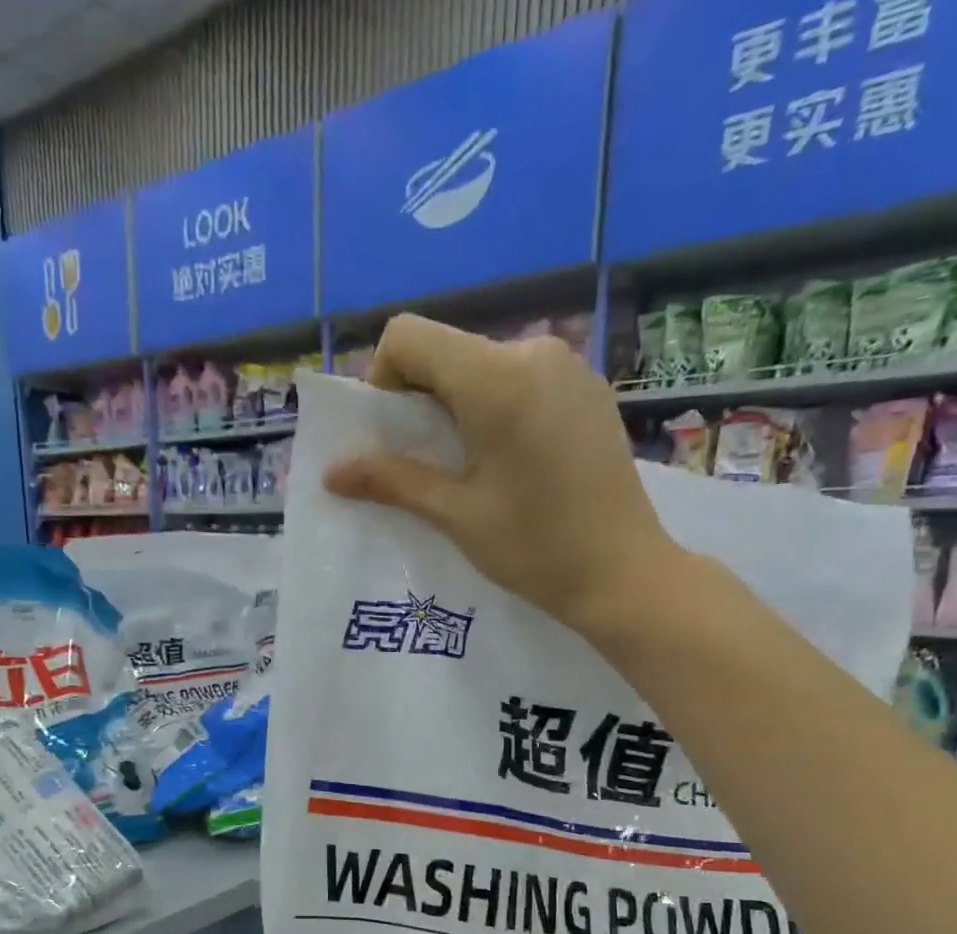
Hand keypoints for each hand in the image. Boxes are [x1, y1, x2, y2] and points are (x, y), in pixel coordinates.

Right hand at [325, 314, 678, 635]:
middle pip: (448, 350)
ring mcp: (569, 367)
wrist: (624, 573)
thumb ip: (392, 480)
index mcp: (495, 379)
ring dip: (460, 405)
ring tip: (474, 468)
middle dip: (421, 398)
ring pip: (484, 365)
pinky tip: (515, 462)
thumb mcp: (456, 515)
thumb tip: (331, 471)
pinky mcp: (589, 389)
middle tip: (429, 463)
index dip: (384, 379)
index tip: (394, 436)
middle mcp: (534, 352)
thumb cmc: (536, 549)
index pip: (409, 336)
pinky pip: (523, 379)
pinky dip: (499, 407)